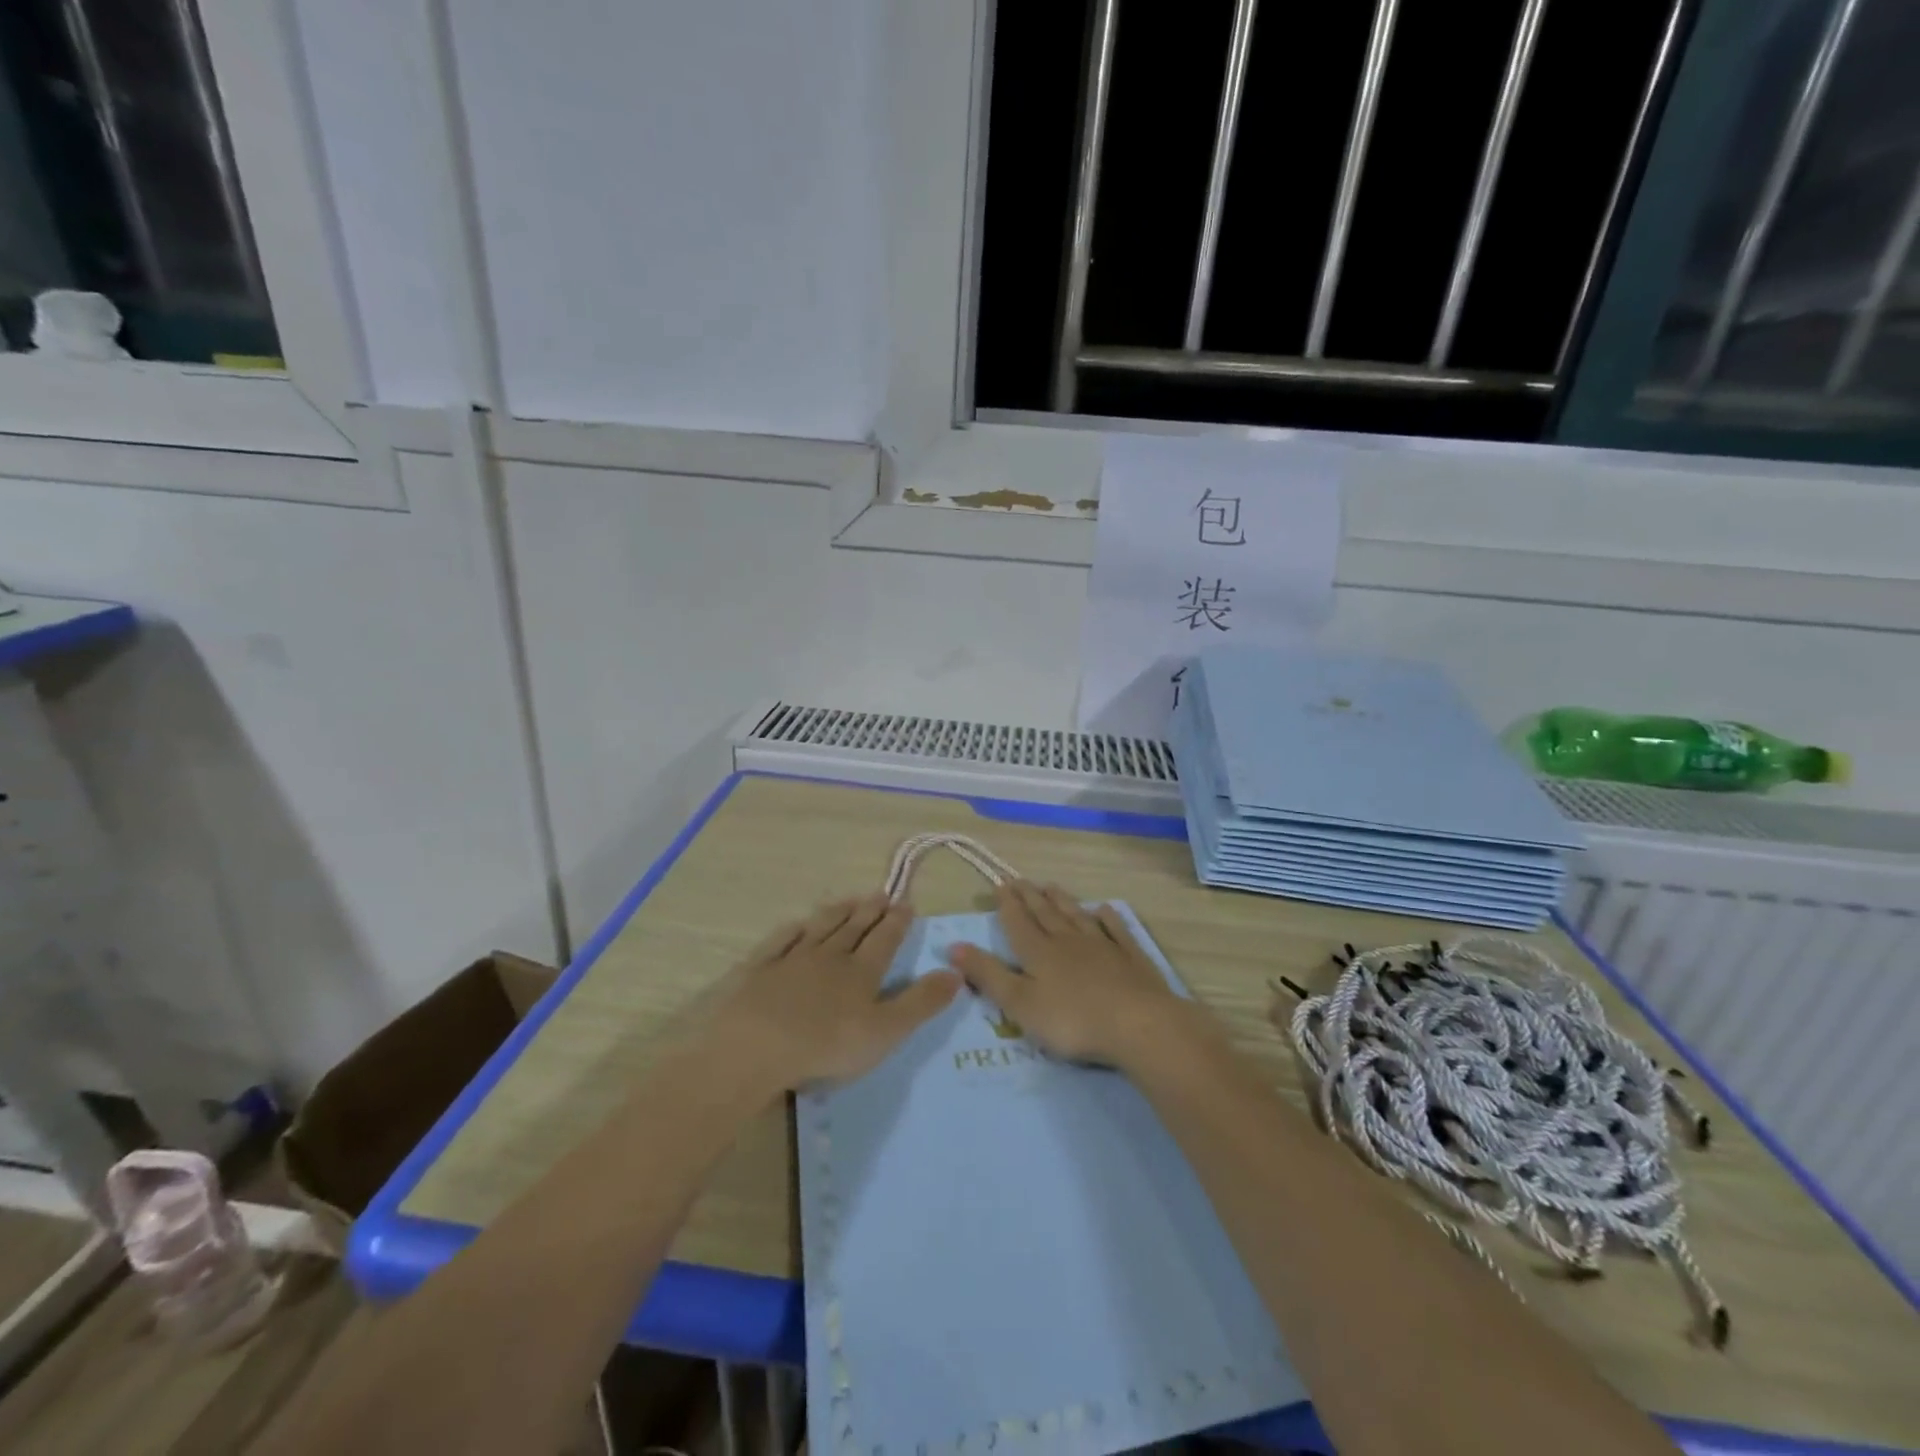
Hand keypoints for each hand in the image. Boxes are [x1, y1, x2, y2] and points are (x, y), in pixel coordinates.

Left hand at [707, 894, 959, 1090]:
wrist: (755, 1047)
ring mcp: (792, 960)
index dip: (898, 922)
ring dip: (837, 912)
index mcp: (861, 972)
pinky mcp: (760, 969)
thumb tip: (957, 973)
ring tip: (849, 899)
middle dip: (870, 911)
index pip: (885, 940)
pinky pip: (780, 941)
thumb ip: (921, 1003)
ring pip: (820, 928)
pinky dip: (792, 930)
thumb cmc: (826, 1045)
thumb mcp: (886, 1031)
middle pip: (854, 928)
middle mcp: (830, 957)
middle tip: (882, 893)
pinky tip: (797, 924)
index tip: (907, 903)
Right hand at [947, 881, 1200, 1068]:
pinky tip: (1104, 909)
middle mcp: (1068, 941)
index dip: (1007, 905)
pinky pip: (1116, 931)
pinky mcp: (1131, 959)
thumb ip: (987, 975)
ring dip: (1063, 901)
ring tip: (1051, 886)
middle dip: (1030, 897)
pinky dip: (1108, 918)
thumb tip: (953, 947)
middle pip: (1046, 914)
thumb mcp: (1018, 1004)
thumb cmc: (1071, 1020)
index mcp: (1039, 953)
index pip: (1018, 922)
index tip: (1000, 884)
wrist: (1137, 1024)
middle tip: (1020, 879)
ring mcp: (1103, 947)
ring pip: (1077, 917)